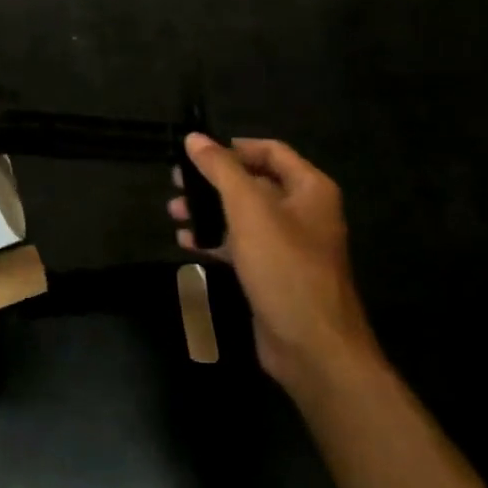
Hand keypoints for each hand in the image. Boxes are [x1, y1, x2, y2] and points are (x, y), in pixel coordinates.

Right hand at [170, 135, 379, 396]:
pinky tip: (187, 241)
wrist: (314, 349)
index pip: (270, 150)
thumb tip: (194, 138)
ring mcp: (290, 245)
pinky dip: (216, 239)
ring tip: (174, 210)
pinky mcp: (274, 274)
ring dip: (209, 209)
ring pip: (244, 215)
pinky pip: (242, 245)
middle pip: (254, 182)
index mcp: (310, 189)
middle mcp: (304, 211)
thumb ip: (221, 169)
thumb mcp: (249, 210)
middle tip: (176, 181)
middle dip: (214, 180)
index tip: (197, 151)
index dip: (233, 146)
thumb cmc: (285, 267)